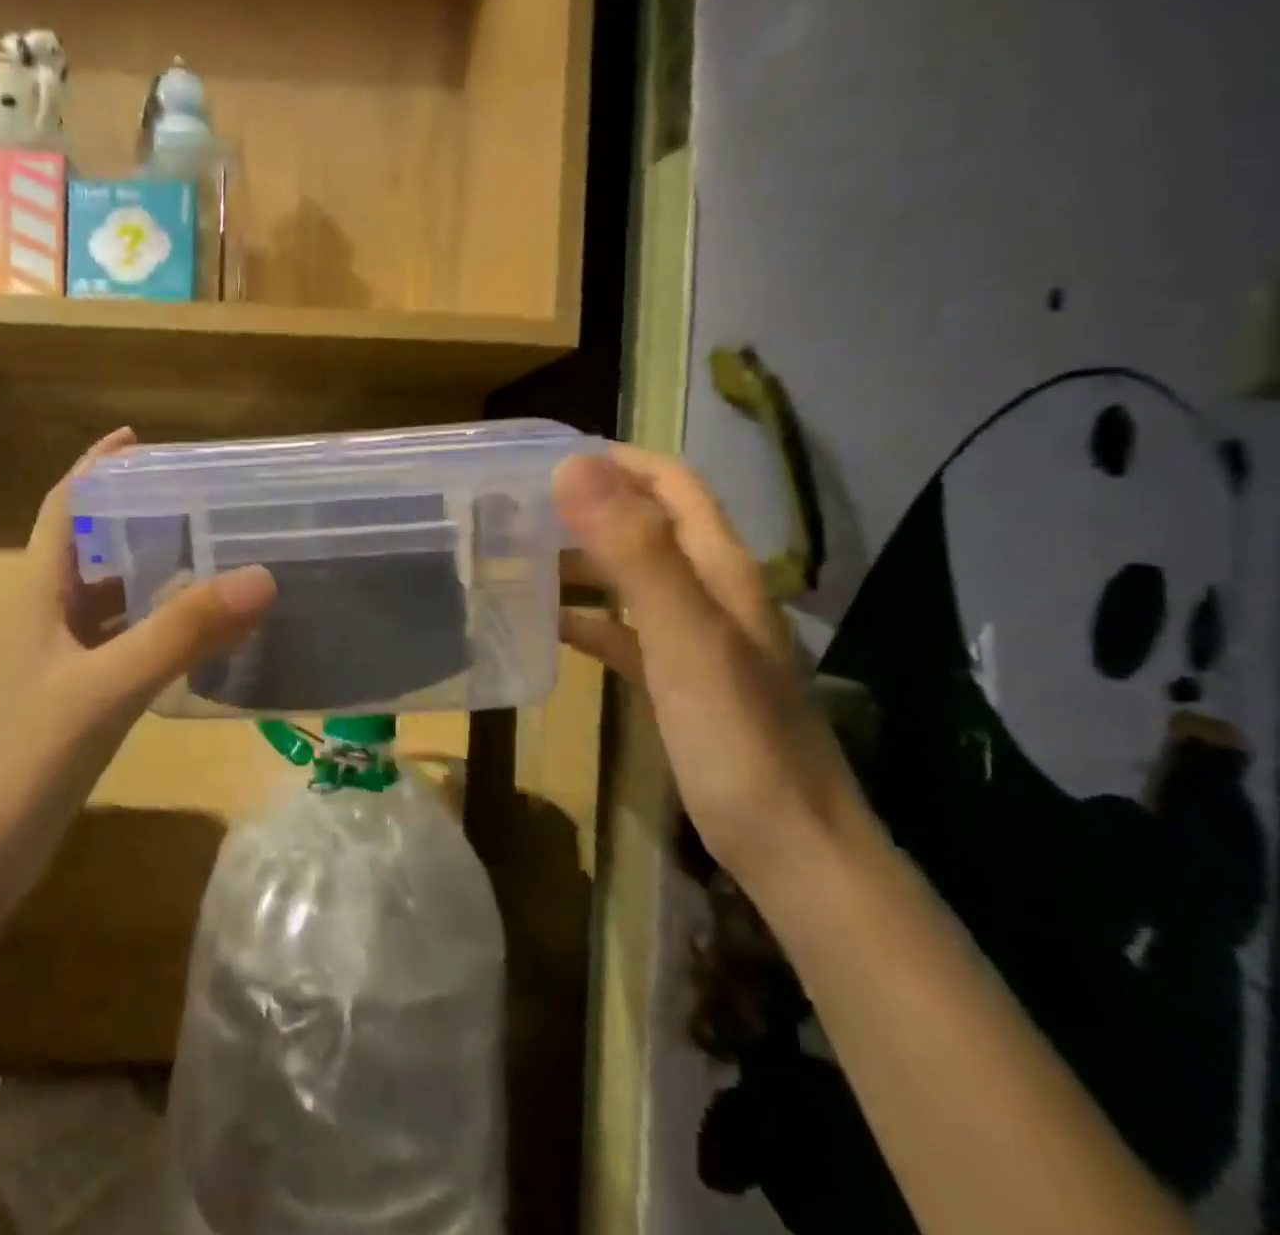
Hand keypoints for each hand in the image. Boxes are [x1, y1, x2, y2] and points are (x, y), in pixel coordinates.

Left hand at [0, 429, 275, 880]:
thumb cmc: (20, 763)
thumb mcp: (105, 690)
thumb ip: (181, 634)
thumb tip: (261, 577)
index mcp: (35, 599)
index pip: (62, 510)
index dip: (94, 469)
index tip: (136, 440)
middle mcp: (41, 622)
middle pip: (88, 551)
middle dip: (135, 520)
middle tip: (199, 504)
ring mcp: (53, 668)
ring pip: (105, 604)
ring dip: (148, 578)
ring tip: (209, 560)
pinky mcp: (68, 707)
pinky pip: (118, 649)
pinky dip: (153, 633)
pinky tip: (192, 642)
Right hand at [553, 446, 865, 899]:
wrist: (790, 849)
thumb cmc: (737, 739)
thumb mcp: (684, 638)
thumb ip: (635, 552)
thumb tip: (577, 467)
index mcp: (720, 569)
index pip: (672, 484)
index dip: (619, 460)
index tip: (549, 456)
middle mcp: (709, 592)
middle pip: (646, 526)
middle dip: (588, 506)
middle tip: (516, 507)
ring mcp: (692, 639)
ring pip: (629, 578)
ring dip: (580, 561)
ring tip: (517, 557)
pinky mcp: (675, 681)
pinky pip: (623, 632)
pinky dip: (586, 619)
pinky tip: (545, 624)